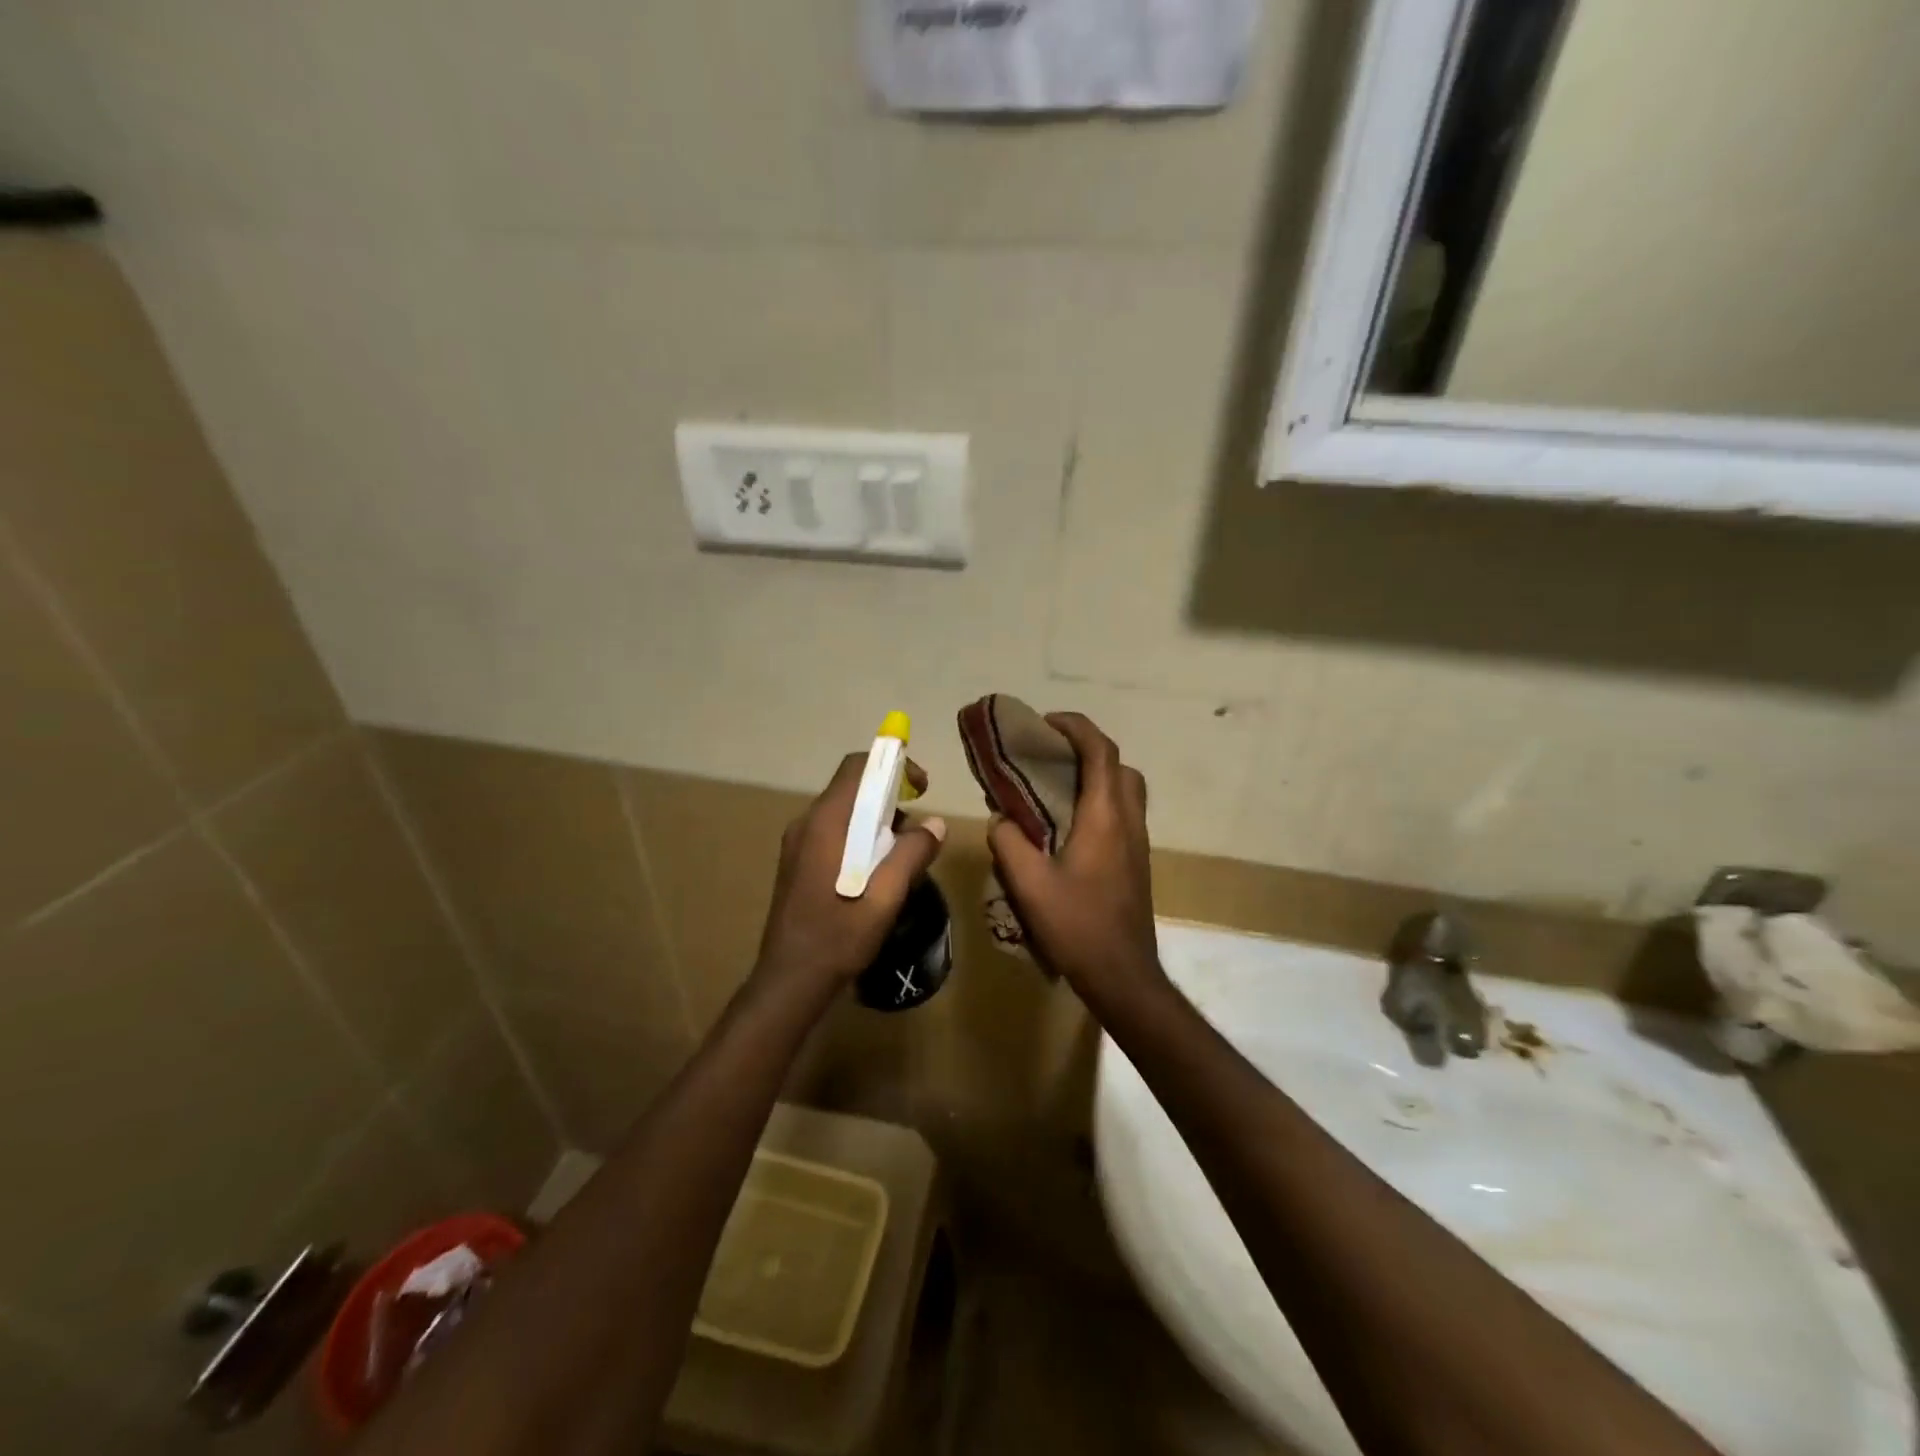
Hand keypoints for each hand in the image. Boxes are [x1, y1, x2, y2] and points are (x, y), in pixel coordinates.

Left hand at [755, 753, 946, 994]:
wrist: (789, 980)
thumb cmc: (838, 936)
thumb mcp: (886, 896)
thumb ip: (912, 853)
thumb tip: (935, 824)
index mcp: (826, 823)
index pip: (857, 767)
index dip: (893, 765)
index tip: (922, 787)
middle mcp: (807, 824)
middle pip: (852, 788)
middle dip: (890, 796)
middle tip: (919, 828)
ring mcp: (798, 843)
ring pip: (845, 812)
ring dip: (877, 821)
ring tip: (904, 855)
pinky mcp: (798, 862)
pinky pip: (835, 833)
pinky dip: (861, 837)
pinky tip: (878, 871)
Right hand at [987, 713, 1163, 999]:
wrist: (1122, 974)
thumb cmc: (1077, 925)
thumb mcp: (1029, 884)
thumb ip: (1009, 843)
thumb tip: (1000, 819)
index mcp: (1105, 816)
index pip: (1100, 751)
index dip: (1076, 727)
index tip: (1046, 722)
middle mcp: (1128, 820)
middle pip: (1119, 765)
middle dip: (1088, 748)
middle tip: (1051, 755)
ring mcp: (1138, 841)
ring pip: (1125, 789)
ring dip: (1096, 775)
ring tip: (1056, 787)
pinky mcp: (1137, 861)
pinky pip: (1122, 813)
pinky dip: (1100, 800)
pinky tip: (1068, 825)